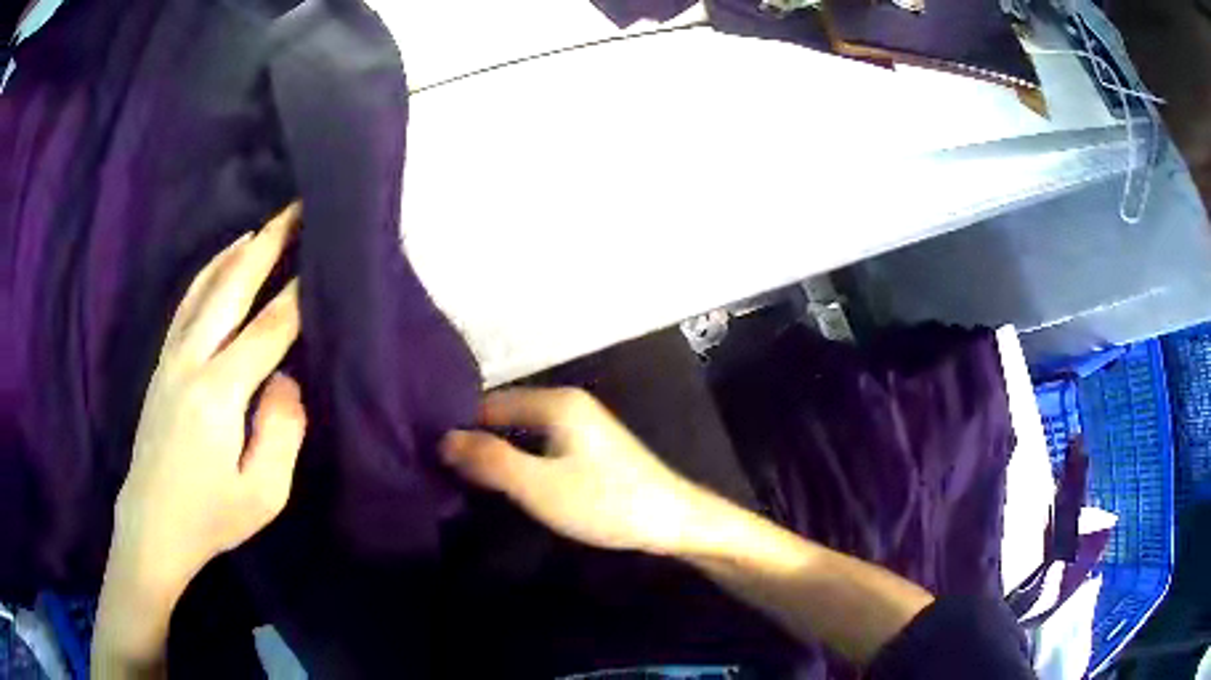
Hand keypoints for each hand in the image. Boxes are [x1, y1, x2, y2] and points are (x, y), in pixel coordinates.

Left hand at [94, 205, 305, 676]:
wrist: (152, 526)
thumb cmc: (210, 518)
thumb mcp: (263, 494)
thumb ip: (282, 431)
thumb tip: (284, 379)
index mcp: (218, 393)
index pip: (268, 329)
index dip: (299, 293)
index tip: (324, 258)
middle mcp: (191, 360)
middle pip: (232, 288)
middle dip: (267, 246)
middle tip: (295, 211)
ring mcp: (171, 358)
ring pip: (205, 288)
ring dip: (236, 253)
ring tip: (263, 227)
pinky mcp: (162, 365)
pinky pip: (187, 305)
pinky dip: (207, 275)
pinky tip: (220, 264)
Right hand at [441, 388, 708, 553]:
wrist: (674, 521)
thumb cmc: (605, 502)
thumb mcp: (540, 485)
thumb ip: (491, 460)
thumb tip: (443, 438)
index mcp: (555, 402)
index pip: (488, 403)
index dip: (458, 426)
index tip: (427, 452)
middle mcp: (567, 404)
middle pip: (505, 415)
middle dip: (476, 440)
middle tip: (439, 469)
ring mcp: (582, 426)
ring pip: (523, 432)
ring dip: (497, 452)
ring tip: (461, 477)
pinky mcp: (590, 449)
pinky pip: (540, 445)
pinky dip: (519, 460)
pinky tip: (505, 482)